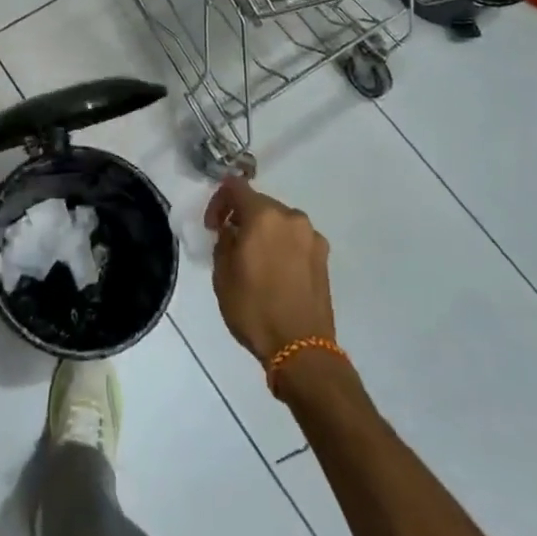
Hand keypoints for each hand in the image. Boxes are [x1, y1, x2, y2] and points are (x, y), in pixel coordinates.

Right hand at [206, 177, 335, 364]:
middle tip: (231, 243)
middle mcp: (291, 217)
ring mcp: (311, 236)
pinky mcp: (324, 257)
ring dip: (264, 232)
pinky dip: (282, 246)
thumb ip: (224, 241)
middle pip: (260, 204)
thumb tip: (232, 230)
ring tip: (255, 260)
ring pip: (279, 222)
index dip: (219, 201)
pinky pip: (295, 240)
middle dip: (242, 218)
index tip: (213, 226)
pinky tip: (276, 272)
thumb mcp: (223, 274)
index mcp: (263, 215)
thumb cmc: (254, 309)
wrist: (302, 349)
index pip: (235, 186)